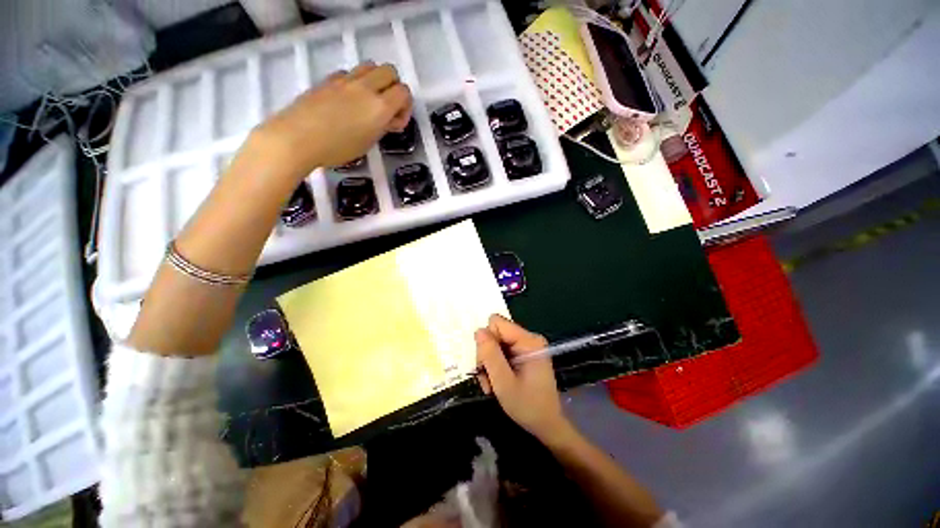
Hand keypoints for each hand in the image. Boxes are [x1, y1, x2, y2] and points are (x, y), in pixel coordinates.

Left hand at [254, 61, 411, 175]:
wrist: (298, 137)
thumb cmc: (337, 148)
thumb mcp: (369, 143)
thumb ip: (382, 126)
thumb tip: (387, 118)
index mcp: (380, 106)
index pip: (404, 92)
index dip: (405, 107)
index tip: (396, 122)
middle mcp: (366, 87)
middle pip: (390, 71)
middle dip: (393, 88)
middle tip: (386, 108)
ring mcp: (346, 80)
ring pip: (371, 66)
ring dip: (376, 81)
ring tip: (368, 102)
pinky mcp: (329, 79)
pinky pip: (350, 73)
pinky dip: (356, 82)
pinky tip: (348, 101)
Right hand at [475, 314, 574, 445]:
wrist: (547, 425)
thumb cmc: (527, 406)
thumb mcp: (503, 383)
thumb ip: (490, 355)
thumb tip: (479, 331)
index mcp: (528, 341)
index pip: (496, 323)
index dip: (487, 341)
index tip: (487, 364)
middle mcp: (528, 338)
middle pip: (495, 333)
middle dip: (487, 355)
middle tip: (488, 379)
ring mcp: (526, 346)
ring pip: (495, 343)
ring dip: (489, 363)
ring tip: (492, 385)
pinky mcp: (523, 354)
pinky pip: (501, 351)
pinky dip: (495, 366)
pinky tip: (497, 382)